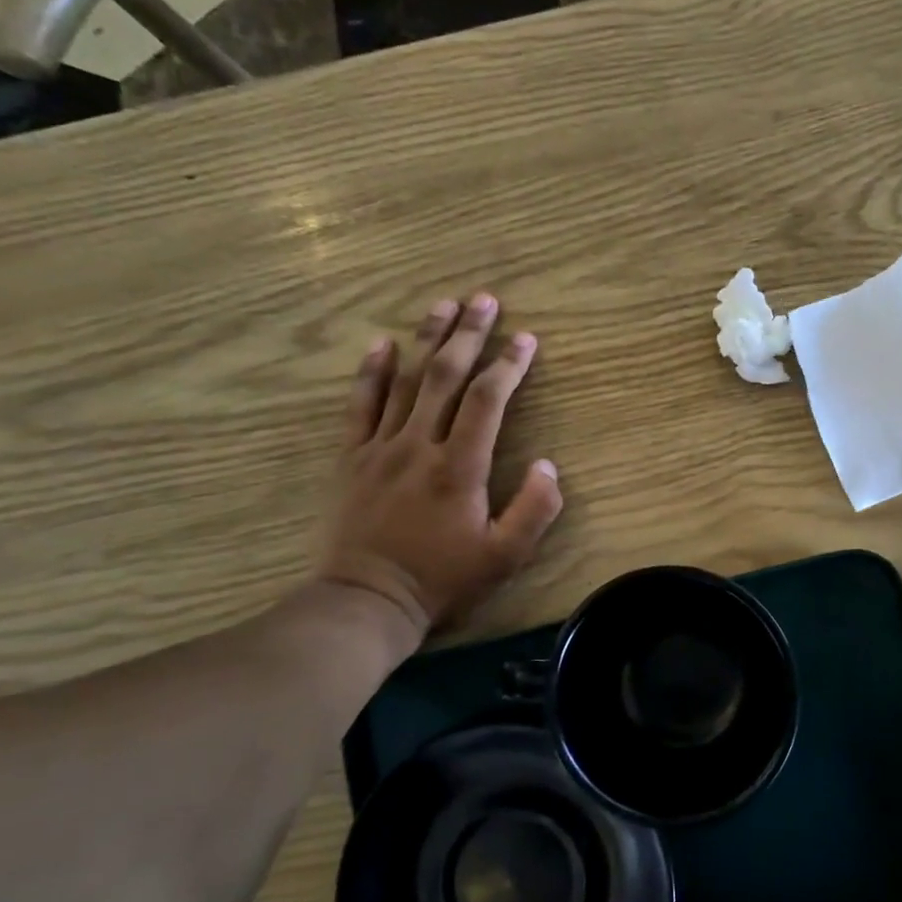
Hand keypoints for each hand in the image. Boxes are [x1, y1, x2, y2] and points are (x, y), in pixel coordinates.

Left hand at [314, 293, 562, 641]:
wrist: (366, 602)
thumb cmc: (442, 580)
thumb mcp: (504, 557)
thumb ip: (535, 510)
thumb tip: (549, 465)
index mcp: (459, 467)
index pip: (487, 401)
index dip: (508, 365)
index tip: (526, 338)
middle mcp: (419, 446)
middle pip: (445, 376)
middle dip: (468, 334)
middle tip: (484, 299)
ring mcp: (381, 448)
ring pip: (406, 382)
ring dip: (427, 339)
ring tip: (444, 304)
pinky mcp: (352, 458)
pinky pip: (361, 405)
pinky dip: (371, 372)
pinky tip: (382, 344)